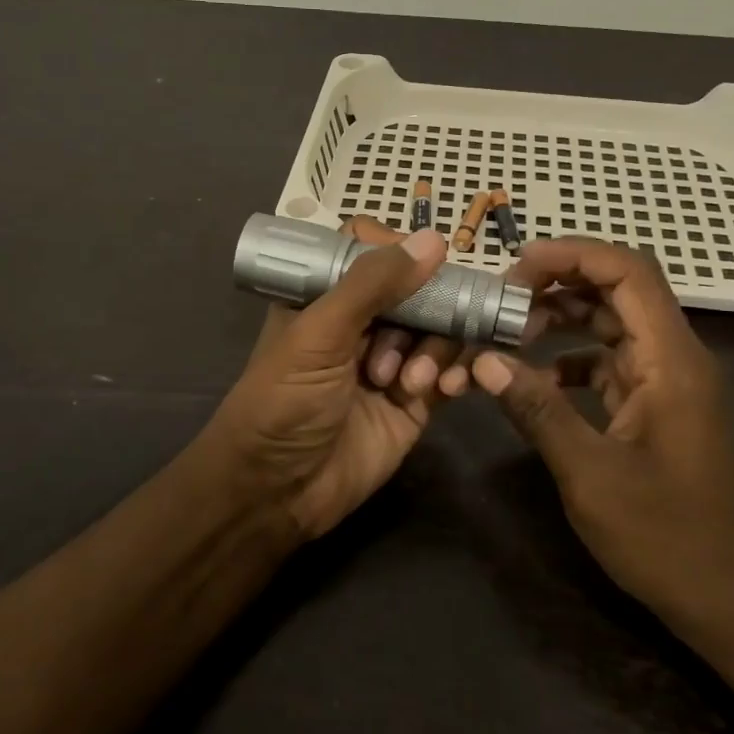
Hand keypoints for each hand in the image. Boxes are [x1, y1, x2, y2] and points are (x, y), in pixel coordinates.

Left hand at [209, 218, 467, 539]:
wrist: (277, 493)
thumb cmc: (284, 402)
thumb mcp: (319, 335)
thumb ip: (372, 285)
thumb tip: (433, 240)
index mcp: (326, 296)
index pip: (371, 252)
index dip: (399, 254)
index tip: (425, 263)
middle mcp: (361, 323)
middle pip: (416, 290)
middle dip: (426, 311)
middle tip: (419, 335)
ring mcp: (391, 361)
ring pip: (438, 330)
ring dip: (434, 350)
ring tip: (407, 384)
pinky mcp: (414, 401)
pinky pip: (449, 371)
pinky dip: (455, 374)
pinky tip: (448, 389)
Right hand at [469, 239, 733, 642]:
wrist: (733, 603)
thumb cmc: (668, 539)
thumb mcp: (591, 475)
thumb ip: (538, 411)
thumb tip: (484, 361)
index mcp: (672, 361)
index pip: (629, 272)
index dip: (573, 254)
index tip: (516, 265)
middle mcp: (674, 358)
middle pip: (619, 289)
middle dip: (558, 282)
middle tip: (501, 298)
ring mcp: (667, 383)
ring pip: (612, 324)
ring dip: (562, 318)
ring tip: (508, 330)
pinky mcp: (657, 408)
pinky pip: (610, 362)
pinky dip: (571, 359)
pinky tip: (535, 378)